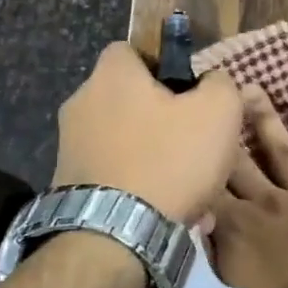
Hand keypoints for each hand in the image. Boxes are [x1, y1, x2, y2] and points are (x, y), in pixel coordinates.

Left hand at [53, 43, 242, 223]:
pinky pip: (115, 177)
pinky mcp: (67, 186)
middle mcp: (81, 103)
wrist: (115, 236)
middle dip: (165, 122)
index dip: (165, 67)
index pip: (133, 51)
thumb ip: (220, 84)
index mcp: (111, 75)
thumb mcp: (219, 111)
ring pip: (128, 144)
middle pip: (132, 101)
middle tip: (197, 148)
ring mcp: (70, 147)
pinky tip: (167, 214)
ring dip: (157, 161)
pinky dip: (140, 189)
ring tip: (190, 192)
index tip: (190, 95)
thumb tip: (210, 82)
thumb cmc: (169, 160)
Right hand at [209, 87, 287, 287]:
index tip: (185, 130)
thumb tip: (197, 226)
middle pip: (239, 159)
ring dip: (266, 120)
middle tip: (213, 94)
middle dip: (224, 127)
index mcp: (234, 225)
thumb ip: (211, 255)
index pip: (208, 184)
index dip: (196, 157)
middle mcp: (264, 202)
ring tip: (254, 90)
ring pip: (280, 151)